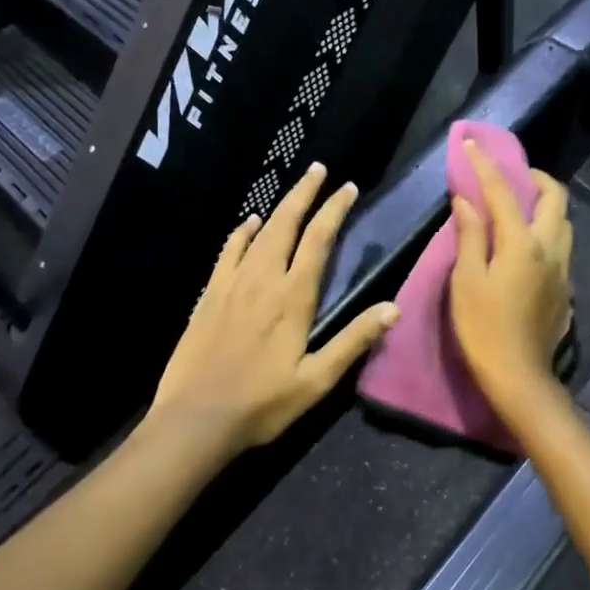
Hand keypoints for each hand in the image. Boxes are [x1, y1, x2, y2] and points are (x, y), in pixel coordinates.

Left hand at [151, 164, 399, 453]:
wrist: (196, 419)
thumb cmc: (262, 404)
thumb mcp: (317, 380)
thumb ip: (353, 340)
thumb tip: (393, 308)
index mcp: (293, 298)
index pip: (318, 240)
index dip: (334, 210)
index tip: (348, 188)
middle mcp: (263, 280)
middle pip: (286, 224)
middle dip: (305, 194)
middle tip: (319, 170)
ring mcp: (232, 284)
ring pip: (259, 233)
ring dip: (279, 207)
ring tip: (294, 189)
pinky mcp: (209, 295)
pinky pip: (228, 252)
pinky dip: (241, 233)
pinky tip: (249, 223)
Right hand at [449, 142, 572, 407]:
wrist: (519, 376)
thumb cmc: (483, 328)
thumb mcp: (466, 280)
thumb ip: (470, 235)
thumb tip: (467, 199)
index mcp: (522, 243)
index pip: (503, 192)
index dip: (485, 165)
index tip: (472, 145)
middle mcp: (550, 249)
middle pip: (555, 198)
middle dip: (535, 177)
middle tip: (511, 176)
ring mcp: (563, 269)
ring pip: (564, 222)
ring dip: (545, 205)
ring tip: (519, 209)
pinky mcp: (566, 289)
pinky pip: (561, 246)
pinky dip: (546, 231)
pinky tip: (526, 246)